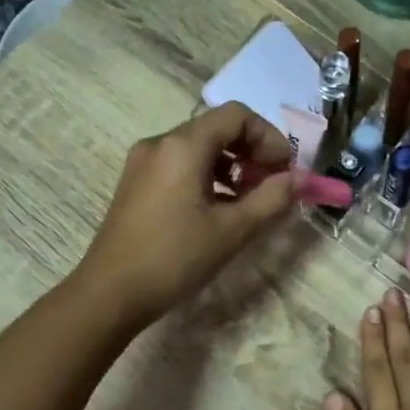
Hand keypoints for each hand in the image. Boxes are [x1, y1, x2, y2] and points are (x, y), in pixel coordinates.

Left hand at [76, 102, 297, 328]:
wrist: (110, 293)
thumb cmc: (174, 258)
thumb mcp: (232, 231)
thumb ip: (271, 199)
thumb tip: (299, 178)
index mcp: (183, 146)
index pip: (236, 115)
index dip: (269, 137)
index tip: (285, 170)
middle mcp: (160, 143)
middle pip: (216, 129)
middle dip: (252, 152)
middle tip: (273, 186)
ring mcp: (143, 163)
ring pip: (198, 148)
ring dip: (231, 166)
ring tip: (251, 201)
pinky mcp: (136, 184)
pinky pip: (180, 166)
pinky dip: (208, 177)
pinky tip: (220, 210)